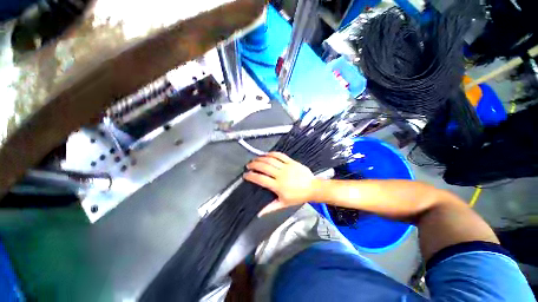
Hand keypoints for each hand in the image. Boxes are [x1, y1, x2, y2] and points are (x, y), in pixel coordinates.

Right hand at [244, 152, 318, 213]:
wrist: (312, 188)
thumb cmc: (298, 196)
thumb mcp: (283, 204)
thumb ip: (270, 207)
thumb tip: (259, 213)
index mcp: (278, 186)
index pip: (260, 179)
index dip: (251, 176)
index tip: (245, 175)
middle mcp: (281, 175)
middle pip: (264, 167)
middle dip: (254, 165)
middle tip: (248, 165)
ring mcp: (286, 167)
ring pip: (271, 159)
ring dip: (261, 158)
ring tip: (255, 159)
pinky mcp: (291, 162)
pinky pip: (280, 155)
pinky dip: (272, 153)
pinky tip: (266, 154)